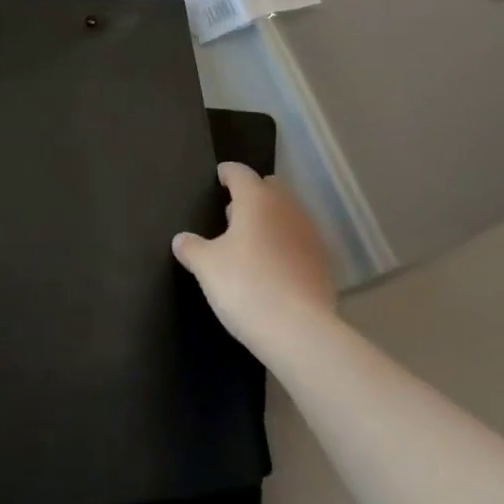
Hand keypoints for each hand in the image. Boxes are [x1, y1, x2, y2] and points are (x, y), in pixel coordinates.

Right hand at [173, 162, 336, 356]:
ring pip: (287, 212)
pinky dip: (287, 244)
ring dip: (271, 219)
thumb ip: (192, 248)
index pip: (240, 172)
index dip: (227, 173)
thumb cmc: (246, 286)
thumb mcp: (207, 268)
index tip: (219, 176)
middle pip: (269, 187)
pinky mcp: (323, 259)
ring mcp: (309, 231)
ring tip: (253, 241)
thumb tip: (181, 239)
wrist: (299, 331)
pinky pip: (300, 239)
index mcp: (256, 198)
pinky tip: (275, 266)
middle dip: (252, 194)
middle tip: (233, 213)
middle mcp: (286, 206)